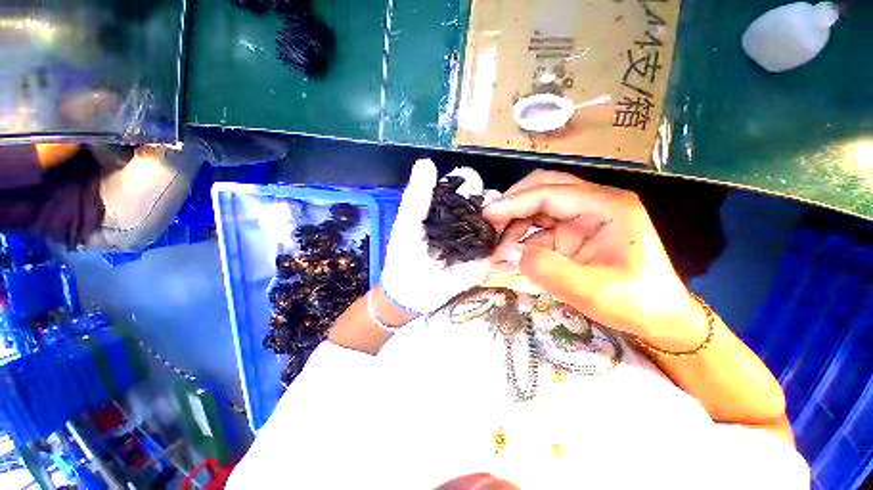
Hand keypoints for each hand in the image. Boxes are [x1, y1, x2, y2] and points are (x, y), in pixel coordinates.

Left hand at [380, 159, 491, 313]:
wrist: (412, 293)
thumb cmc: (405, 256)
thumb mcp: (407, 224)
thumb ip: (417, 195)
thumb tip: (427, 161)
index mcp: (444, 208)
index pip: (461, 185)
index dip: (468, 179)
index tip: (470, 182)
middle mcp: (462, 219)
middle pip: (482, 199)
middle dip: (488, 196)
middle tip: (487, 202)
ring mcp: (475, 237)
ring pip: (495, 218)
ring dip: (501, 213)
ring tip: (497, 216)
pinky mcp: (484, 256)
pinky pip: (498, 241)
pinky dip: (505, 233)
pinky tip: (507, 230)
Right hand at [484, 170, 706, 349]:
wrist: (659, 318)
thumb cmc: (635, 303)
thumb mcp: (592, 292)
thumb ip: (549, 271)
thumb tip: (514, 253)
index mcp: (607, 206)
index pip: (550, 192)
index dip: (515, 202)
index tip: (487, 215)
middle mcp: (594, 203)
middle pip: (545, 187)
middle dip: (514, 202)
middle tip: (490, 222)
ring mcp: (583, 217)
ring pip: (540, 206)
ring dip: (516, 222)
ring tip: (498, 245)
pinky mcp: (574, 232)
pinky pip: (541, 227)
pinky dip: (522, 237)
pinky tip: (512, 252)